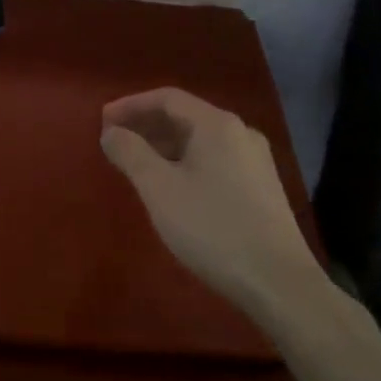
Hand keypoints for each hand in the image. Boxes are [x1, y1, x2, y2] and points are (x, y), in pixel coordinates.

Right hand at [100, 88, 319, 313]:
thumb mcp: (159, 189)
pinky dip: (184, 162)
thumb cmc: (212, 228)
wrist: (278, 283)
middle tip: (114, 142)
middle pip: (185, 116)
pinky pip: (213, 159)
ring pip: (200, 140)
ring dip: (164, 145)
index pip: (167, 98)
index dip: (130, 105)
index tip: (102, 121)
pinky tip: (170, 186)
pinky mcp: (261, 187)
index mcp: (217, 125)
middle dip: (146, 125)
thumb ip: (130, 153)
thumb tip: (111, 132)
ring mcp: (255, 160)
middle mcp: (240, 133)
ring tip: (135, 164)